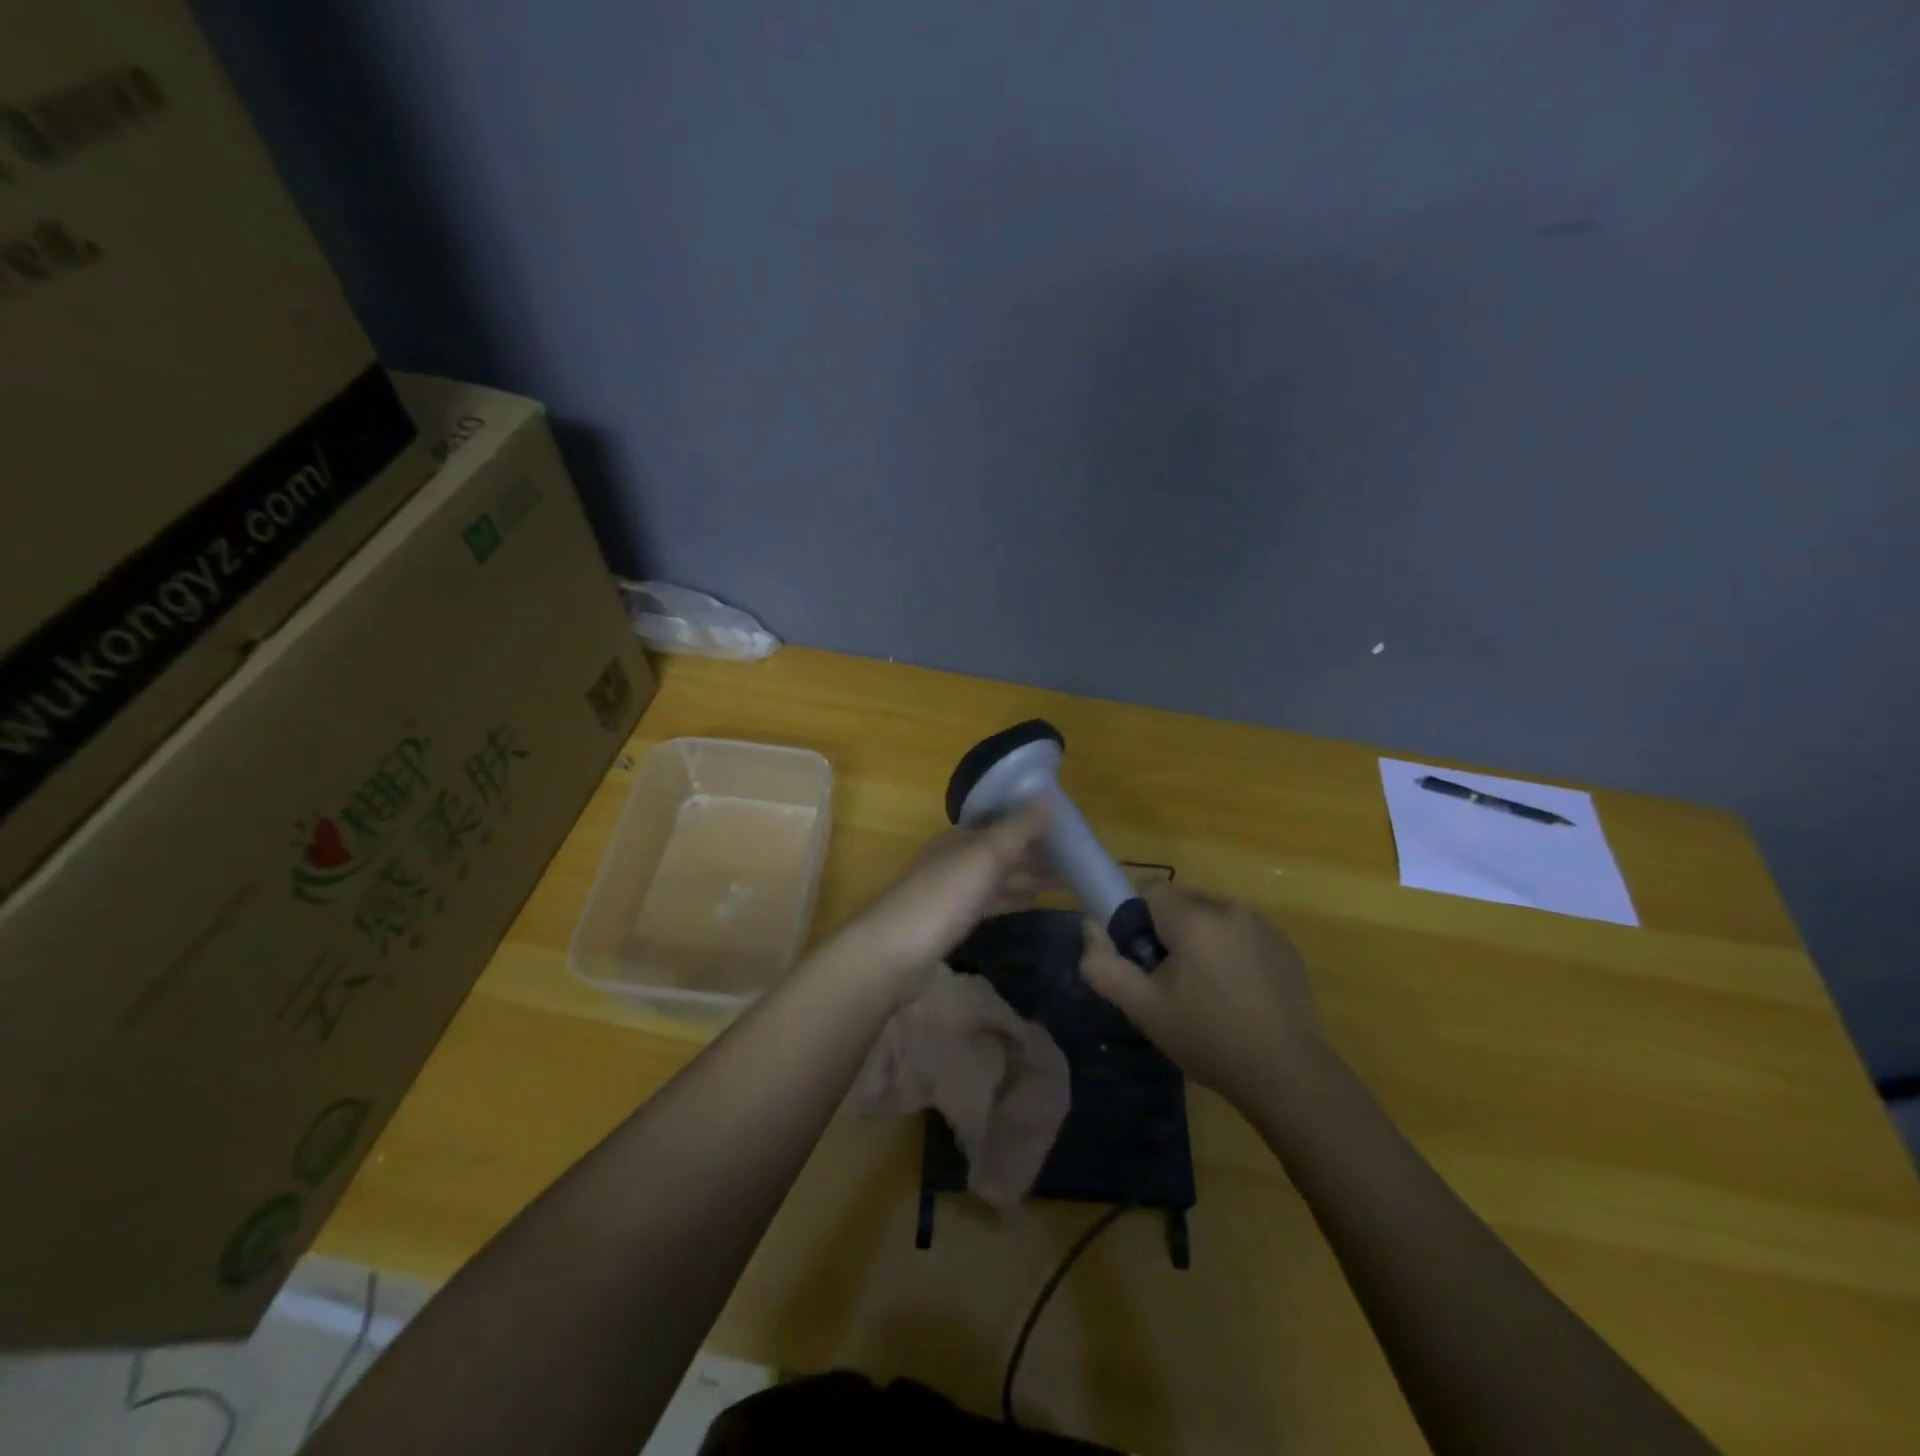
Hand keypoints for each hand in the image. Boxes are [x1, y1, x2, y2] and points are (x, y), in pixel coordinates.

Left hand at [833, 802, 1053, 1001]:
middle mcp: (956, 858)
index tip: (1069, 827)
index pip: (1002, 820)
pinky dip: (1014, 897)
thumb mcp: (983, 857)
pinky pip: (992, 901)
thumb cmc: (940, 898)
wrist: (892, 954)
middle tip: (1078, 859)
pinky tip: (1034, 902)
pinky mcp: (953, 920)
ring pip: (998, 876)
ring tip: (1066, 880)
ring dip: (1029, 876)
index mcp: (961, 837)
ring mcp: (953, 890)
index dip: (1033, 821)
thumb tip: (1048, 796)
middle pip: (1002, 849)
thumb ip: (1017, 830)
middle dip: (1036, 852)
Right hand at [1078, 883, 1331, 1109]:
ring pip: (1214, 919)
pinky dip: (1233, 953)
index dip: (1139, 923)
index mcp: (1194, 918)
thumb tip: (1089, 927)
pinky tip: (1239, 998)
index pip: (1150, 891)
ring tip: (1209, 995)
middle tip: (1173, 985)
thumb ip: (1104, 965)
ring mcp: (1264, 926)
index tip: (1146, 963)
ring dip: (1203, 943)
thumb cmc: (1208, 1039)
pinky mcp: (1287, 947)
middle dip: (1171, 934)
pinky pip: (1243, 935)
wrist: (1288, 1076)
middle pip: (1183, 904)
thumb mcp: (1143, 1009)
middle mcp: (1230, 908)